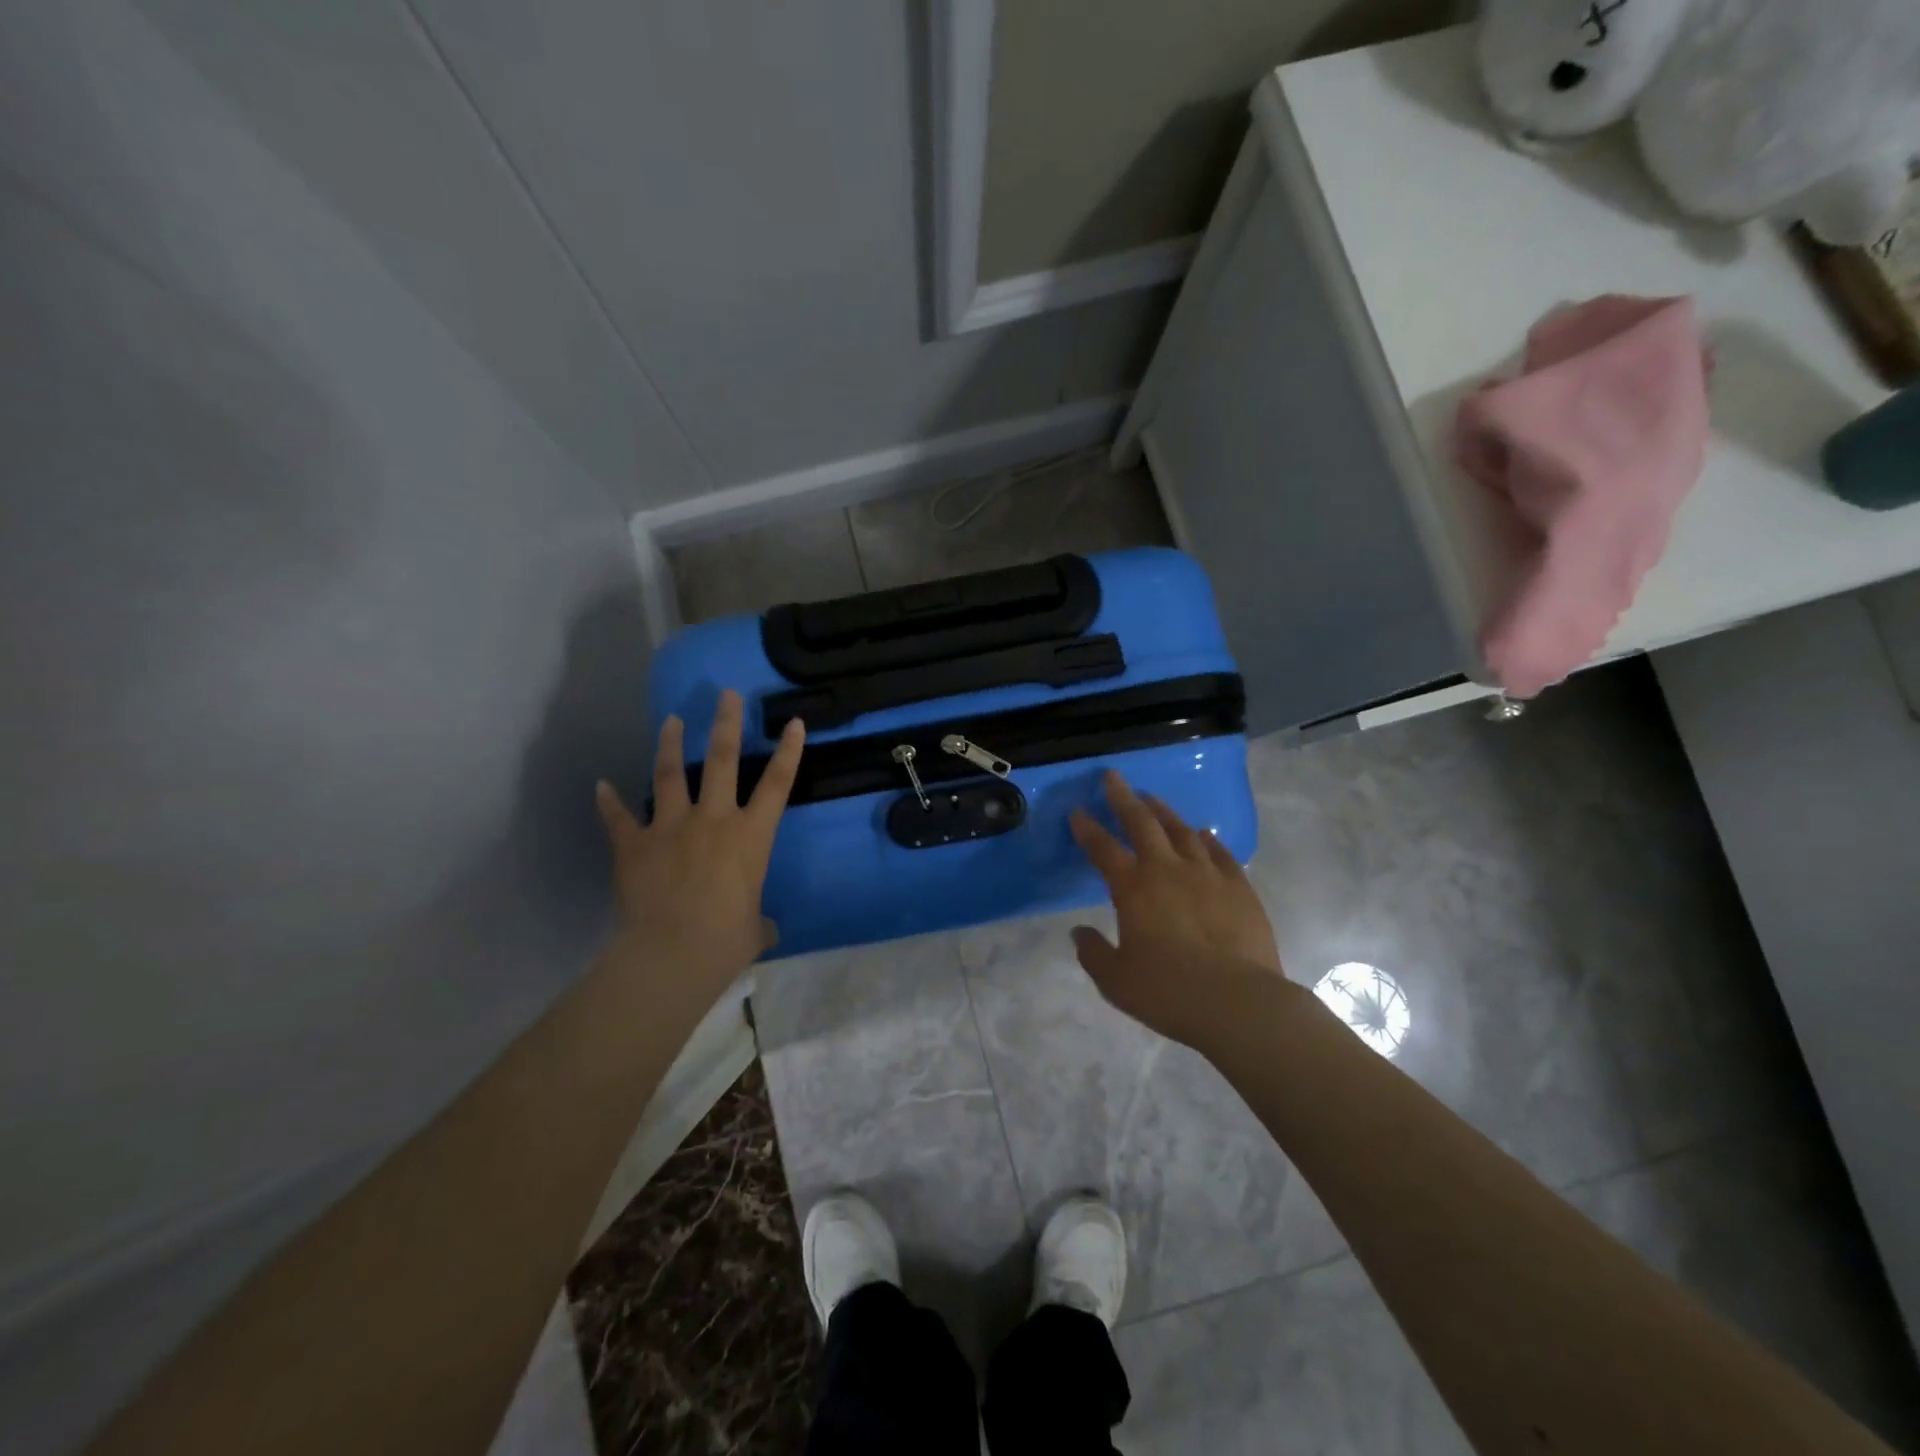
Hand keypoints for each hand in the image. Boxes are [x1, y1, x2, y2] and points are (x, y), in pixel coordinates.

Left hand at [595, 690, 803, 1004]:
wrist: (671, 954)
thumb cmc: (726, 941)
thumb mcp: (754, 931)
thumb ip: (759, 920)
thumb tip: (763, 929)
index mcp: (750, 836)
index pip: (777, 784)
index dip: (789, 752)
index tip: (794, 722)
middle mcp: (713, 820)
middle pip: (721, 760)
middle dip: (725, 723)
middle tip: (726, 694)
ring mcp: (670, 828)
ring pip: (669, 774)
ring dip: (669, 744)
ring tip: (670, 720)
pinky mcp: (634, 845)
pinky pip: (619, 818)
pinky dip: (609, 802)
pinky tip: (600, 785)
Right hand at [1069, 771, 1288, 1050]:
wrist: (1238, 1003)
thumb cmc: (1169, 993)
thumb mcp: (1116, 981)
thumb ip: (1093, 953)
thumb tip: (1078, 932)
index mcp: (1133, 888)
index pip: (1102, 848)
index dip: (1087, 828)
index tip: (1077, 811)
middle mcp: (1168, 869)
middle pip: (1142, 822)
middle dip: (1123, 798)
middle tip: (1113, 777)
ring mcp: (1207, 874)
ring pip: (1182, 830)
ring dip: (1164, 811)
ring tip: (1153, 799)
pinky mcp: (1239, 886)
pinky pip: (1220, 852)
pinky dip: (1207, 839)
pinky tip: (1203, 834)